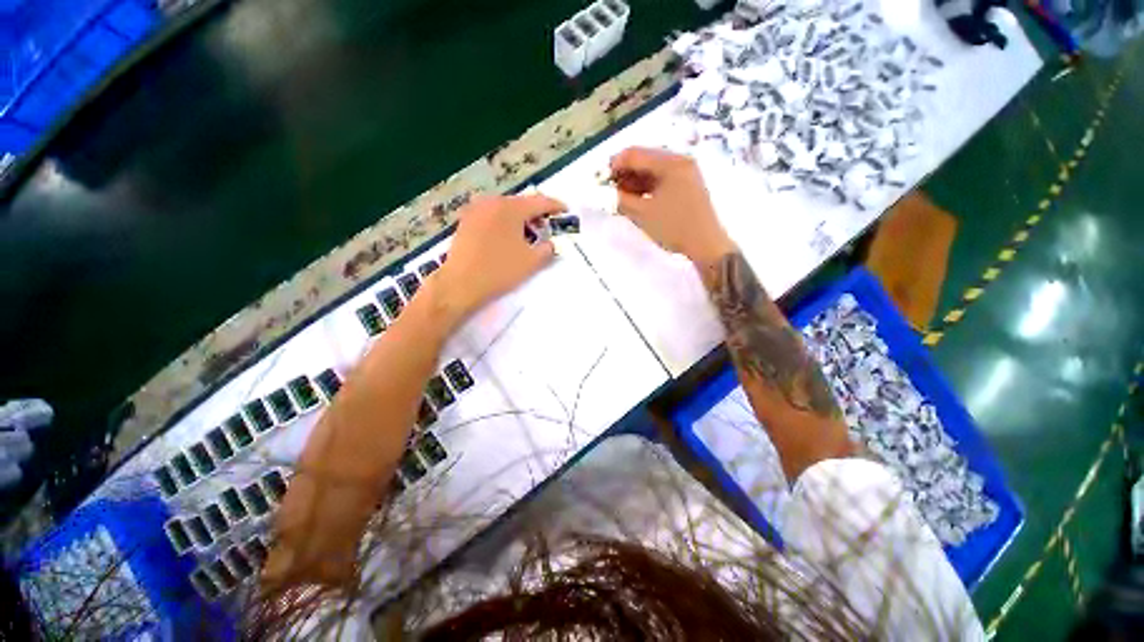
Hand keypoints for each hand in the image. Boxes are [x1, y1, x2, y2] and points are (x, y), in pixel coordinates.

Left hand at [431, 193, 565, 326]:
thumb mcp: (531, 262)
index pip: (540, 202)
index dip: (556, 206)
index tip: (566, 211)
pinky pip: (492, 215)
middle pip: (521, 203)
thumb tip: (550, 243)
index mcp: (511, 208)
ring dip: (520, 218)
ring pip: (505, 208)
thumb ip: (547, 249)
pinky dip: (504, 221)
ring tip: (528, 233)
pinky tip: (507, 236)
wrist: (461, 283)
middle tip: (547, 226)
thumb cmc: (499, 271)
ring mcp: (476, 209)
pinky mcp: (466, 220)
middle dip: (536, 213)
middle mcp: (492, 201)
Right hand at [610, 147, 734, 266]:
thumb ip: (622, 199)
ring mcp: (686, 173)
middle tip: (611, 190)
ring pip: (653, 170)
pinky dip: (648, 187)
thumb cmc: (674, 227)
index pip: (635, 154)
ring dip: (635, 181)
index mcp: (671, 163)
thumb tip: (609, 191)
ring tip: (622, 197)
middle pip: (645, 159)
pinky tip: (638, 199)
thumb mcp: (643, 214)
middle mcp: (680, 161)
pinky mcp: (688, 185)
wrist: (706, 245)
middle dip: (625, 173)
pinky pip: (662, 179)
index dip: (615, 165)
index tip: (601, 180)